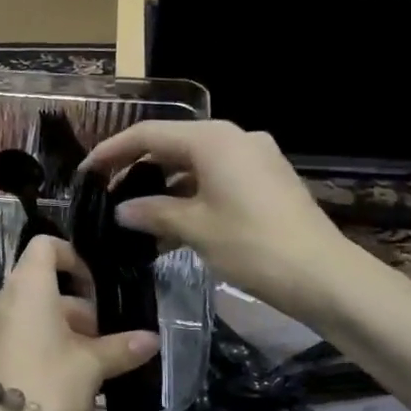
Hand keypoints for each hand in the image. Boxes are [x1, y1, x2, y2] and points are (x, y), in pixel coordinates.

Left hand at [0, 237, 158, 410]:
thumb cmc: (49, 384)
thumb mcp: (92, 365)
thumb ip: (121, 348)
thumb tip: (152, 340)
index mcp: (27, 286)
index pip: (46, 246)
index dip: (73, 258)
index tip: (95, 286)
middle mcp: (2, 297)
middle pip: (43, 284)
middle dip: (77, 308)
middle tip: (102, 339)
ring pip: (32, 312)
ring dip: (62, 329)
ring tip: (89, 362)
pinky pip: (17, 332)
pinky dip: (41, 342)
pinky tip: (65, 374)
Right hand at [81, 120, 353, 320]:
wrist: (324, 276)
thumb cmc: (253, 245)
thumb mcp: (195, 228)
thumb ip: (152, 212)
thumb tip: (120, 210)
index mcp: (214, 139)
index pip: (149, 134)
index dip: (112, 151)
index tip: (86, 172)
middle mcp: (235, 138)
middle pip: (173, 145)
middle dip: (137, 168)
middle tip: (106, 193)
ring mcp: (255, 159)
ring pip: (195, 164)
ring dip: (164, 186)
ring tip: (135, 214)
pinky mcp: (267, 182)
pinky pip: (217, 180)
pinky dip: (190, 196)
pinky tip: (171, 225)